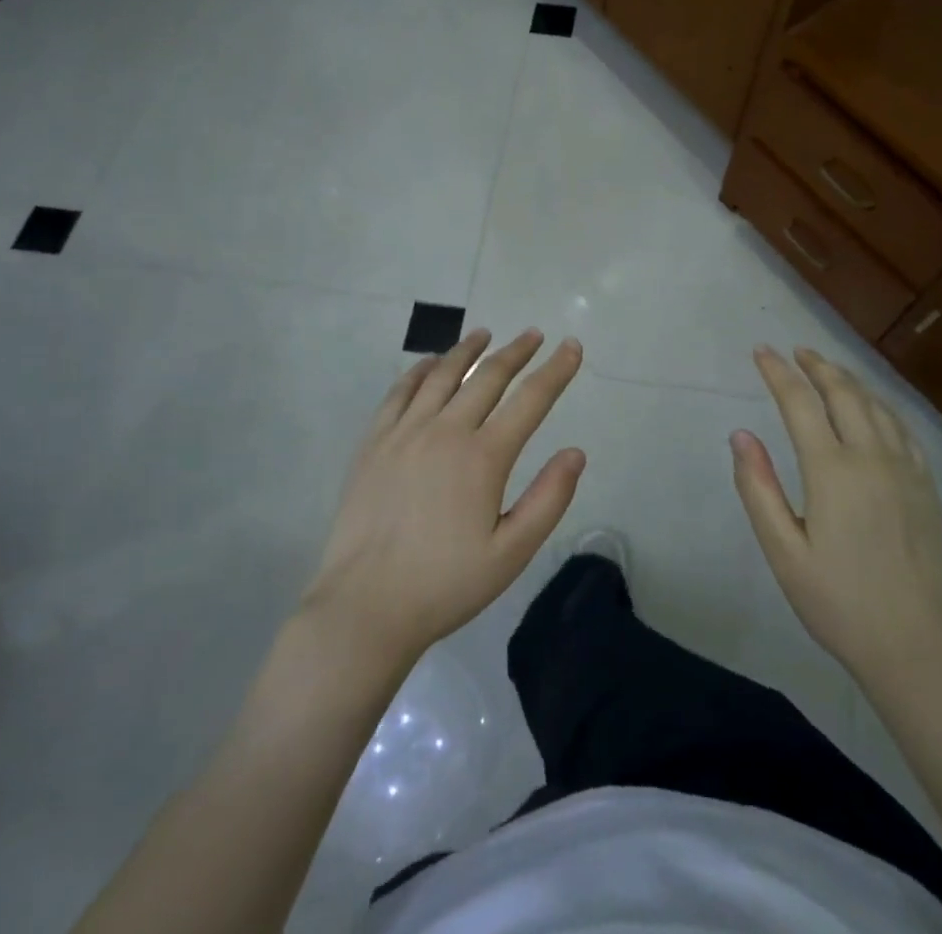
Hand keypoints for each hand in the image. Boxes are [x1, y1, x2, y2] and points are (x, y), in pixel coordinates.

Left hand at [302, 328, 585, 669]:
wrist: (365, 606)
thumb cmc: (445, 584)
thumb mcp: (511, 554)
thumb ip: (548, 500)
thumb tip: (576, 452)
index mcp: (483, 457)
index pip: (530, 400)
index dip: (555, 370)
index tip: (571, 346)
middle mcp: (445, 431)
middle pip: (487, 377)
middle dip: (516, 351)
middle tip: (533, 334)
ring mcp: (405, 433)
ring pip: (441, 375)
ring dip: (467, 350)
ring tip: (484, 334)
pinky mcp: (374, 442)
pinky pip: (399, 392)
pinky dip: (419, 370)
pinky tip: (429, 363)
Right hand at [732, 346, 941, 682]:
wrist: (919, 646)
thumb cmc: (840, 603)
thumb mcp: (784, 553)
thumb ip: (759, 488)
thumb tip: (741, 434)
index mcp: (832, 470)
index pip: (800, 402)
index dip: (777, 372)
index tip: (761, 351)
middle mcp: (871, 456)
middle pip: (843, 392)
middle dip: (816, 366)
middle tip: (796, 350)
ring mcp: (905, 468)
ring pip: (875, 405)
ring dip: (848, 379)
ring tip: (828, 369)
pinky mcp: (927, 485)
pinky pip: (903, 428)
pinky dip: (881, 405)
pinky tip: (874, 407)